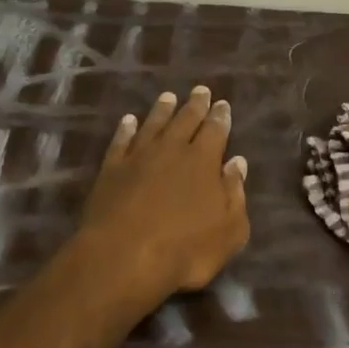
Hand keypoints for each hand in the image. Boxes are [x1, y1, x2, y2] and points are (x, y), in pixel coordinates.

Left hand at [79, 86, 249, 304]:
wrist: (122, 257)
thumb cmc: (185, 249)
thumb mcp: (229, 230)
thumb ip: (235, 193)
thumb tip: (237, 162)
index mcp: (203, 160)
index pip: (215, 130)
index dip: (220, 116)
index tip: (222, 103)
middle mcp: (172, 149)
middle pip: (185, 119)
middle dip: (195, 105)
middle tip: (200, 90)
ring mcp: (139, 156)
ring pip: (153, 124)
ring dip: (162, 110)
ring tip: (168, 97)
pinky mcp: (111, 169)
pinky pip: (121, 141)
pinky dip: (125, 129)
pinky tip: (128, 121)